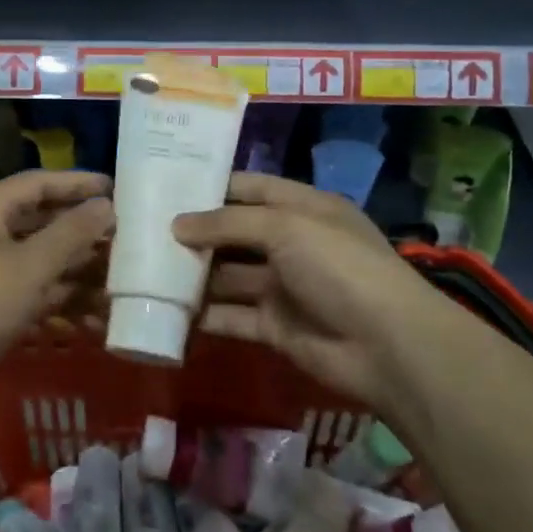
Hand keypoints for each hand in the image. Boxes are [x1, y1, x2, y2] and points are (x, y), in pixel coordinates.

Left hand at [0, 170, 112, 418]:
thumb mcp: (31, 265)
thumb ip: (72, 232)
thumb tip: (105, 205)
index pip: (37, 183)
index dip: (77, 183)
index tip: (114, 188)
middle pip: (40, 222)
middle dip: (81, 231)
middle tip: (123, 235)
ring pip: (39, 260)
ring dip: (77, 269)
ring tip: (118, 278)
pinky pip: (32, 291)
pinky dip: (61, 299)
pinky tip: (95, 316)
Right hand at [171, 173, 468, 410]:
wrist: (387, 345)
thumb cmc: (338, 266)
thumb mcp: (285, 227)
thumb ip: (228, 223)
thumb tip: (177, 225)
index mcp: (303, 208)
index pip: (250, 188)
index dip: (212, 186)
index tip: (167, 186)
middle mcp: (292, 243)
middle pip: (235, 233)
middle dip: (196, 233)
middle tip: (145, 231)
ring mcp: (284, 287)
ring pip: (229, 276)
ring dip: (195, 275)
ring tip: (146, 270)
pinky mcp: (276, 326)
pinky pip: (233, 316)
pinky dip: (205, 316)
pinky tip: (167, 311)